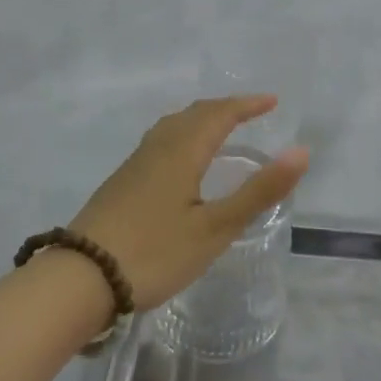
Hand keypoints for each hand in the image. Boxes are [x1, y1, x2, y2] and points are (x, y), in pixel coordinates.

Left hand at [67, 97, 310, 311]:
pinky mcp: (121, 182)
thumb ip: (259, 191)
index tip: (272, 102)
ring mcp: (134, 164)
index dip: (248, 105)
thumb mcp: (215, 228)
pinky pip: (160, 140)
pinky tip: (181, 160)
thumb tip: (301, 151)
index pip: (221, 114)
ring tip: (220, 128)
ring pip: (173, 125)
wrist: (79, 278)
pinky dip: (183, 134)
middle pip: (195, 114)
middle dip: (226, 108)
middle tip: (252, 112)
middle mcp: (158, 147)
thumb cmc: (154, 253)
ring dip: (202, 118)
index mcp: (183, 151)